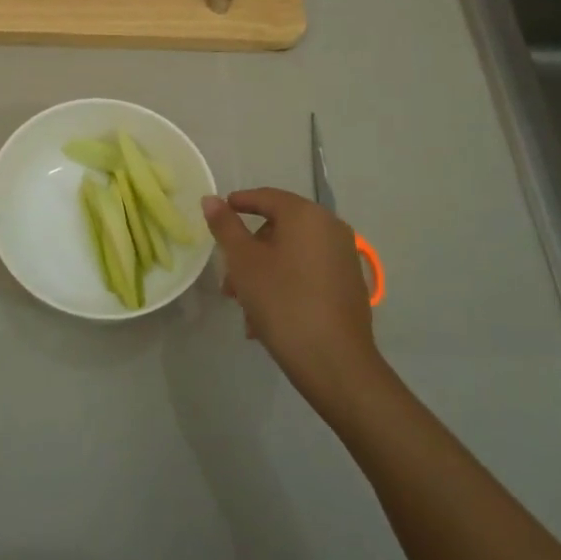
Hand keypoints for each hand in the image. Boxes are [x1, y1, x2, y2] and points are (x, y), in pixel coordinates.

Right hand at [202, 188, 382, 410]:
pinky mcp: (349, 285)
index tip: (218, 213)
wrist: (335, 362)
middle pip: (279, 228)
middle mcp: (331, 228)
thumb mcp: (244, 262)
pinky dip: (285, 284)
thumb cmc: (282, 301)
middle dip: (249, 250)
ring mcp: (344, 257)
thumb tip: (210, 199)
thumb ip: (226, 226)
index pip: (266, 197)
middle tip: (228, 276)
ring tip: (243, 305)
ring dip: (263, 272)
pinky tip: (266, 317)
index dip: (239, 203)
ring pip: (292, 254)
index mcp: (306, 215)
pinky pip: (308, 273)